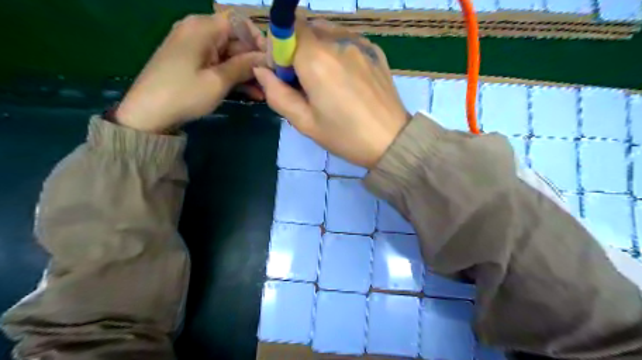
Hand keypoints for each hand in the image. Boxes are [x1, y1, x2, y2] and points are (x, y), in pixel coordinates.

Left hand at [116, 12, 266, 133]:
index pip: (239, 22)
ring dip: (247, 72)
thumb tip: (265, 58)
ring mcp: (195, 48)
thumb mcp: (218, 81)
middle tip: (271, 81)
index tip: (270, 60)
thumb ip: (244, 66)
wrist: (148, 113)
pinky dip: (234, 77)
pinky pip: (219, 64)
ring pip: (230, 55)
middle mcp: (198, 31)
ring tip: (264, 92)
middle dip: (254, 60)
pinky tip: (251, 93)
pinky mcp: (193, 63)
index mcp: (202, 27)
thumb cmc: (184, 94)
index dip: (258, 39)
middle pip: (235, 39)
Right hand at [255, 20, 407, 168]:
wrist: (391, 141)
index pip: (285, 30)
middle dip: (296, 50)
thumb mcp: (305, 122)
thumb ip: (277, 94)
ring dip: (316, 49)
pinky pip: (346, 39)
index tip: (284, 76)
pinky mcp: (375, 50)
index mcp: (316, 59)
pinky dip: (336, 51)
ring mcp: (360, 43)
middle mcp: (338, 41)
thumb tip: (261, 70)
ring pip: (326, 31)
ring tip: (325, 81)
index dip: (278, 50)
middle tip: (304, 83)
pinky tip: (345, 77)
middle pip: (305, 28)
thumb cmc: (345, 136)